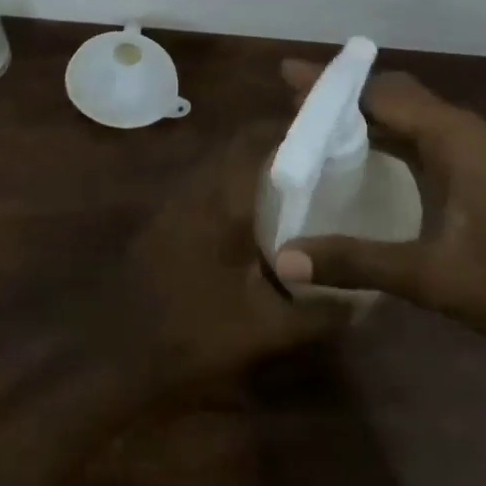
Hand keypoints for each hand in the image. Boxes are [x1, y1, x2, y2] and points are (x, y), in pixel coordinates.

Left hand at [99, 124, 351, 389]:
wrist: (121, 358)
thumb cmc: (196, 335)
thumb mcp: (266, 330)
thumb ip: (319, 313)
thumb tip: (364, 302)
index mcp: (222, 203)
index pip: (253, 141)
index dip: (286, 127)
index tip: (322, 130)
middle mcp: (196, 191)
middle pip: (236, 146)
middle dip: (274, 144)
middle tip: (314, 157)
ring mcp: (175, 205)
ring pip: (219, 165)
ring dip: (251, 164)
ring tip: (292, 181)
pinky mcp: (164, 222)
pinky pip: (205, 187)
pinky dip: (232, 186)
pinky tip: (254, 216)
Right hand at [273, 62, 485, 406]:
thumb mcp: (430, 277)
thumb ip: (356, 261)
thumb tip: (285, 260)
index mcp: (453, 137)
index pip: (379, 94)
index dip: (330, 86)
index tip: (287, 75)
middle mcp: (463, 130)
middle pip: (393, 93)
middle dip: (344, 94)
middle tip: (295, 102)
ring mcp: (477, 149)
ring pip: (411, 113)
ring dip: (366, 113)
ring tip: (319, 123)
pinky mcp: (482, 170)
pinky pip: (424, 135)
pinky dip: (388, 135)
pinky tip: (368, 155)